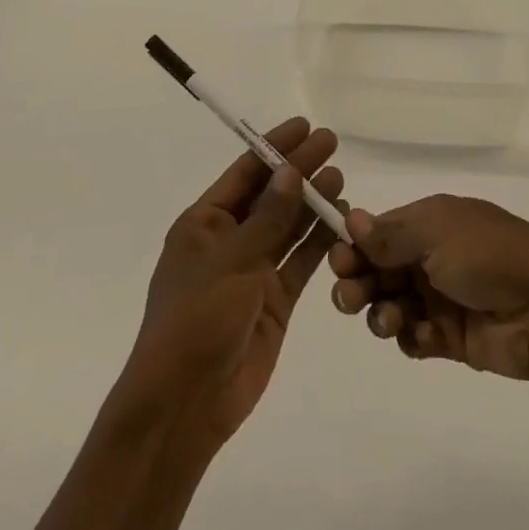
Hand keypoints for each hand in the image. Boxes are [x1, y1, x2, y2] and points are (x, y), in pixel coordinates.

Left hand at [114, 117, 343, 447]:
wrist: (186, 403)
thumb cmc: (196, 319)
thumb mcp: (231, 261)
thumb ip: (268, 218)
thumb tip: (291, 171)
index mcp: (204, 224)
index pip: (244, 173)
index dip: (274, 147)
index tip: (304, 126)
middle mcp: (229, 241)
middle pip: (270, 196)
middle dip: (299, 170)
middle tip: (332, 144)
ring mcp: (253, 271)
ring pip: (288, 227)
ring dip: (312, 203)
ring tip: (341, 178)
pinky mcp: (274, 301)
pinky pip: (300, 263)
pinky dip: (320, 243)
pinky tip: (342, 222)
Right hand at [328, 194, 528, 388]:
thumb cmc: (490, 258)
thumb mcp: (437, 233)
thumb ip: (391, 233)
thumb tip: (351, 218)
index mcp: (430, 223)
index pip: (379, 232)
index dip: (354, 246)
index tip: (338, 261)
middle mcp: (431, 257)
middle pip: (378, 269)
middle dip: (358, 281)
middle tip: (349, 296)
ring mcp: (441, 297)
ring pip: (391, 304)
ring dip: (380, 312)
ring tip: (389, 321)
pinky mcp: (451, 337)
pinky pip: (414, 336)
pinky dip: (409, 337)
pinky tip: (420, 337)